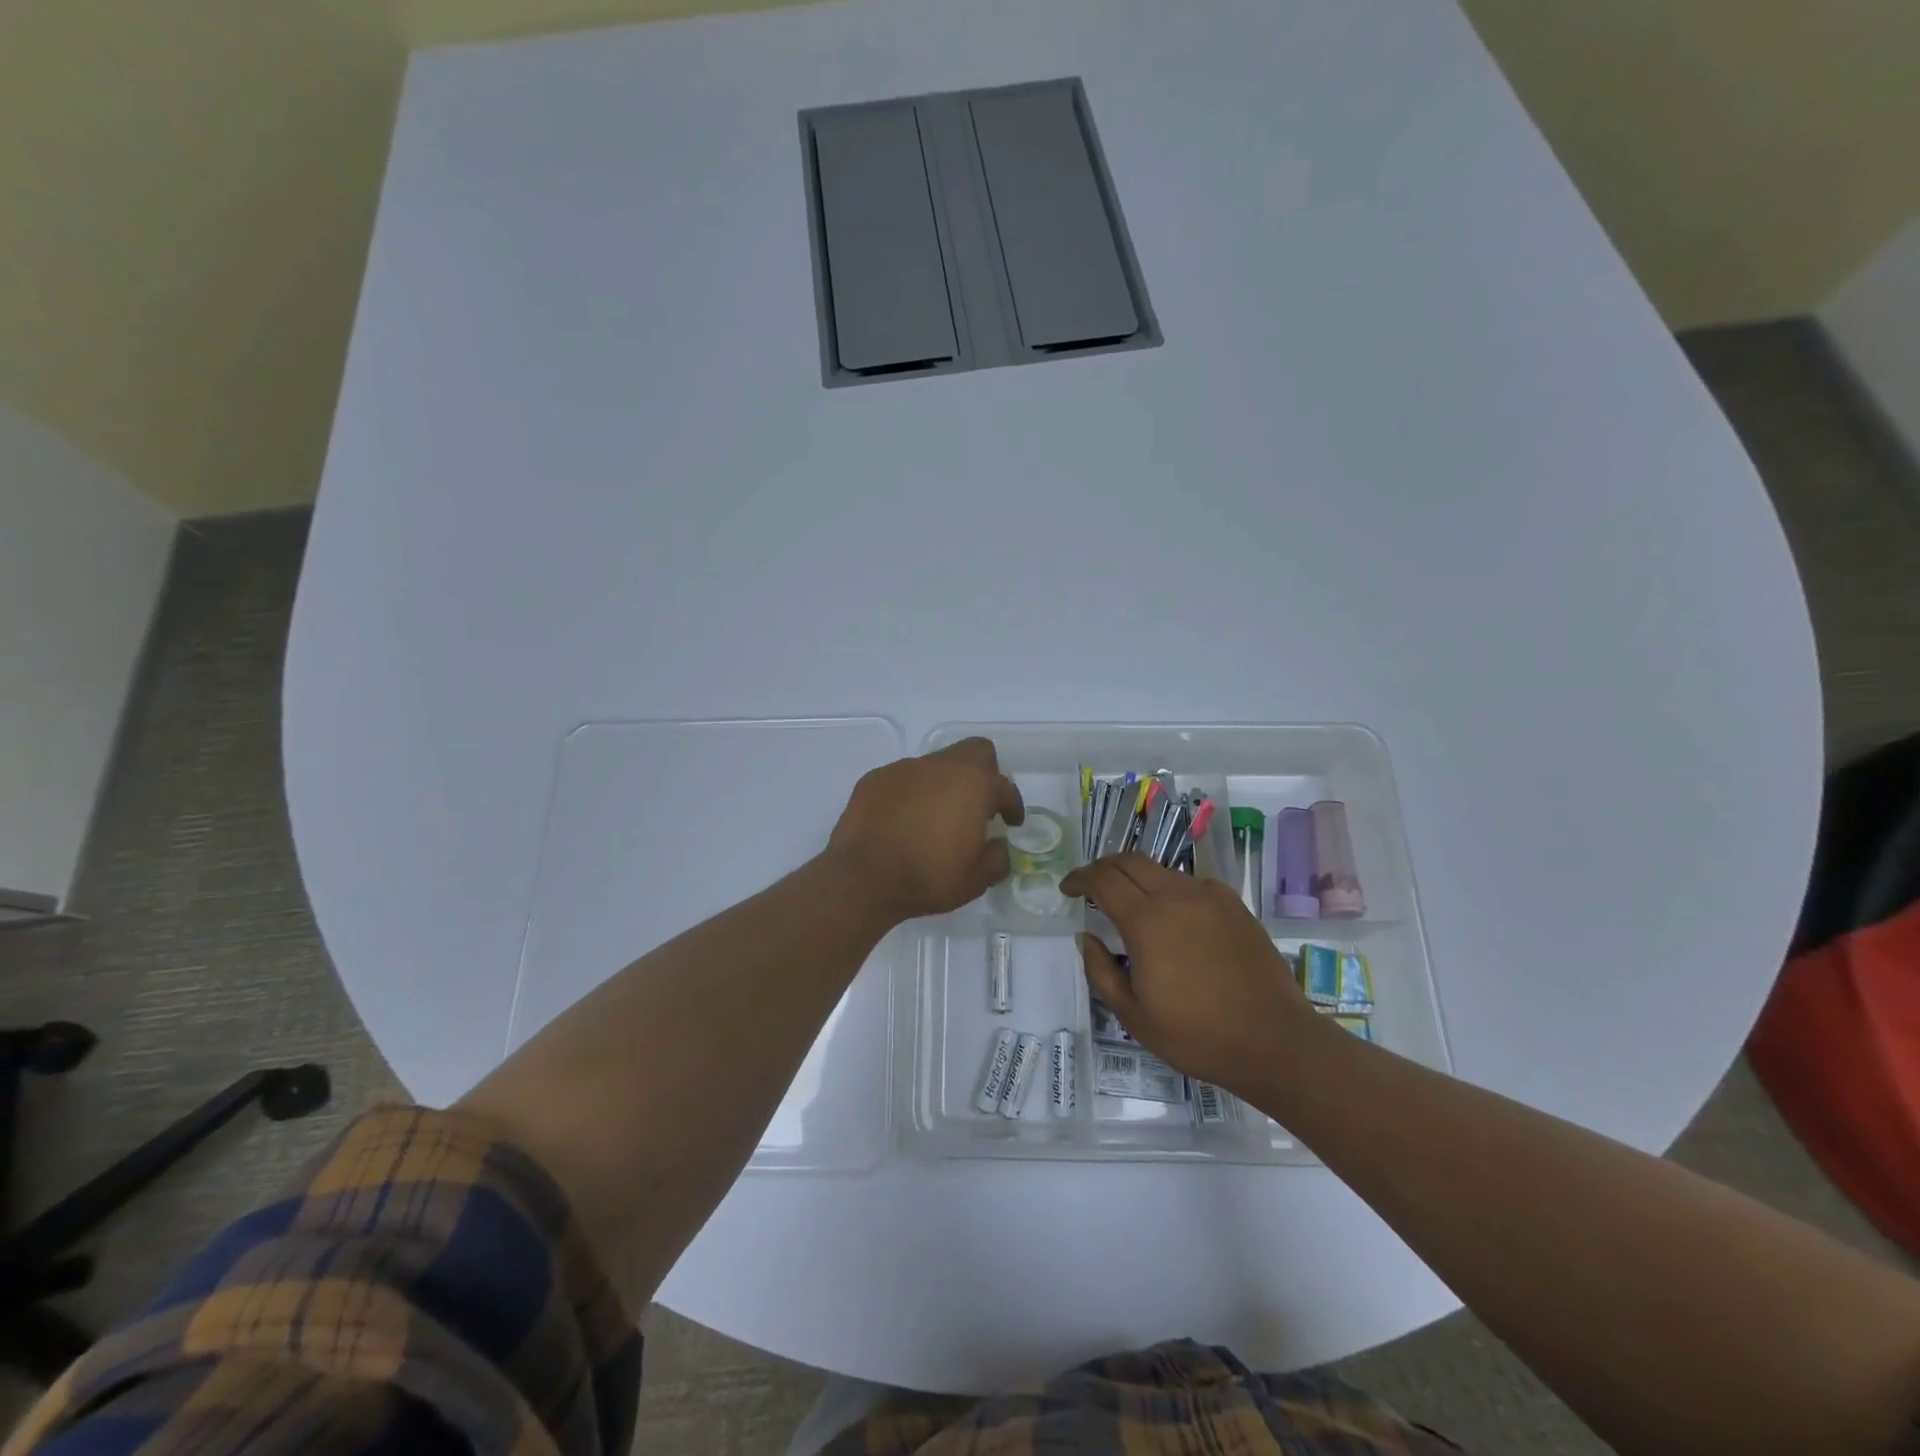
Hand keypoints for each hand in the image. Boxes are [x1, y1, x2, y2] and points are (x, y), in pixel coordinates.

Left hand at [829, 737, 1024, 922]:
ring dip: (943, 785)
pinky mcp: (874, 779)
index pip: (1004, 786)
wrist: (864, 876)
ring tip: (936, 818)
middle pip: (974, 752)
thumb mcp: (977, 879)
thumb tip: (997, 847)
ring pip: (935, 766)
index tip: (1011, 822)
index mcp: (974, 784)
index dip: (1012, 805)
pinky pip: (902, 780)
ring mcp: (904, 769)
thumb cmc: (929, 875)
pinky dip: (910, 795)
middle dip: (983, 773)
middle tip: (979, 804)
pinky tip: (904, 821)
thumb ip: (997, 858)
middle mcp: (941, 766)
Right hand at [1059, 854, 1317, 1093]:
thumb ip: (1101, 971)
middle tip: (1091, 886)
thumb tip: (1086, 937)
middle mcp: (1176, 896)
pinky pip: (1192, 883)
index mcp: (1146, 921)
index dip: (1079, 878)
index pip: (1102, 879)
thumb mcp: (1133, 1015)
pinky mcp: (1234, 906)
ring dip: (1137, 877)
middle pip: (1130, 860)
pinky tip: (1174, 915)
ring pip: (1162, 869)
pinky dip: (1171, 889)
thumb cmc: (1196, 1035)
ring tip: (1130, 902)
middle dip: (1104, 867)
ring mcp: (1210, 897)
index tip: (1067, 889)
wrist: (1273, 1041)